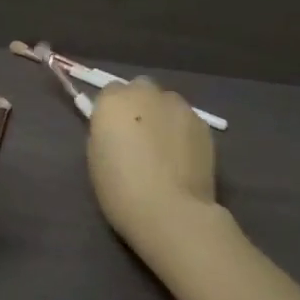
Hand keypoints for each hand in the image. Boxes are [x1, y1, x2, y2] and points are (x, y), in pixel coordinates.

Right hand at [86, 79, 218, 259]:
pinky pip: (187, 121)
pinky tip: (182, 159)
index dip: (112, 111)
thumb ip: (106, 131)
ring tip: (164, 149)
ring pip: (167, 103)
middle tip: (138, 137)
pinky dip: (182, 132)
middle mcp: (147, 93)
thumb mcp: (96, 156)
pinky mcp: (203, 125)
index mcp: (114, 100)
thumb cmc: (120, 188)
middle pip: (141, 89)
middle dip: (139, 105)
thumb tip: (118, 128)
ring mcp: (179, 107)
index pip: (110, 91)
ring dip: (163, 117)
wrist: (169, 211)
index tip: (113, 131)